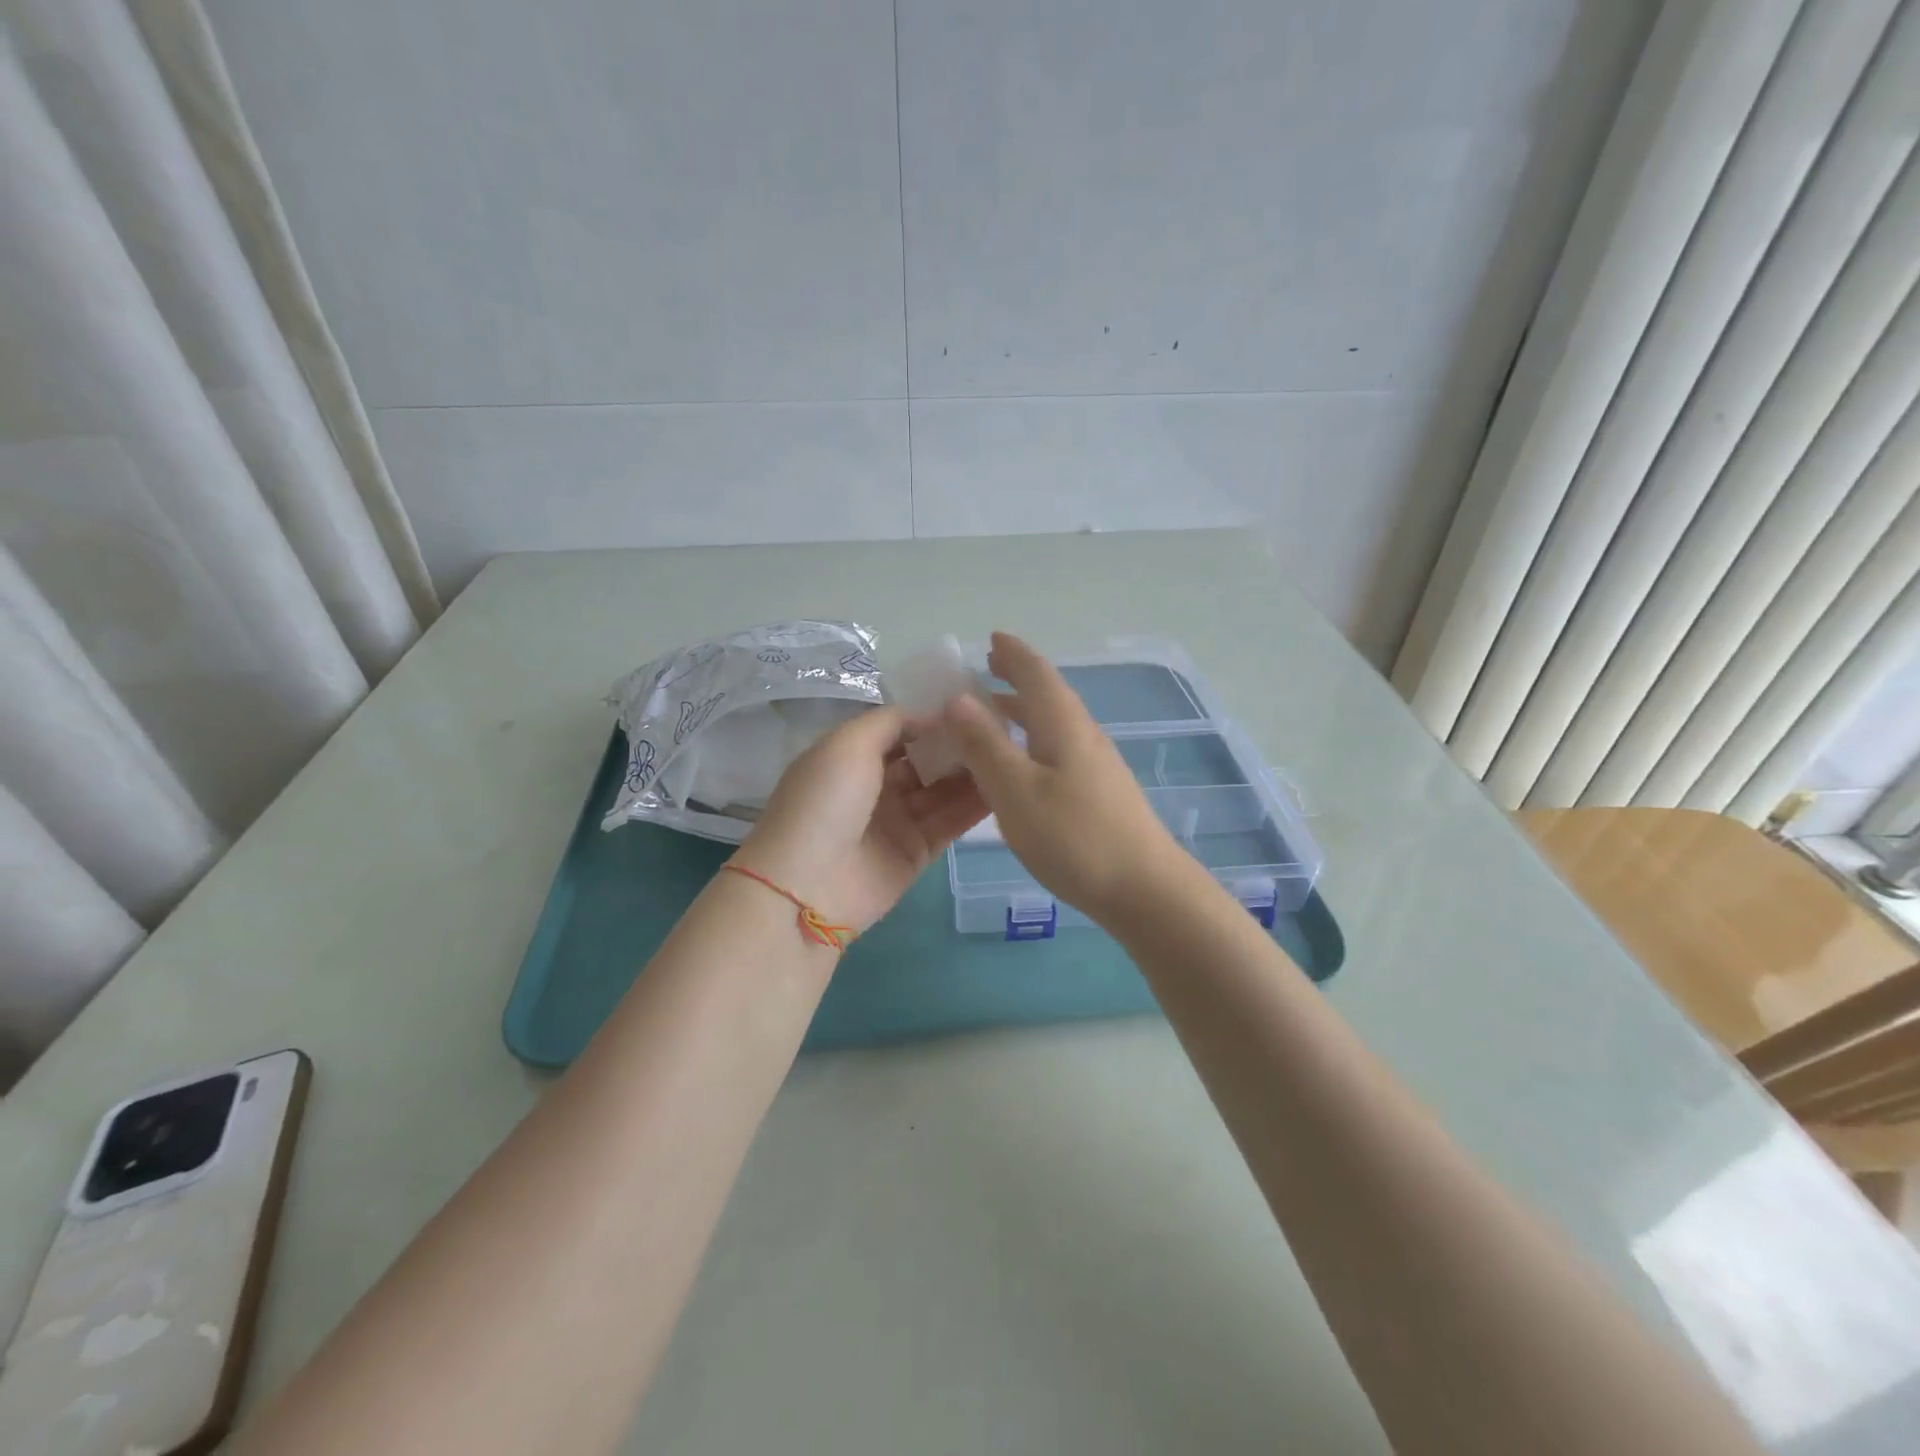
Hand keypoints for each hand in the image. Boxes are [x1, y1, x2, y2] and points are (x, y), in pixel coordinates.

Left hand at [733, 706, 989, 933]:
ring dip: (973, 772)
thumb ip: (893, 721)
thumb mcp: (849, 743)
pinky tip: (1007, 785)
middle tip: (1003, 726)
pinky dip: (975, 806)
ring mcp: (896, 821)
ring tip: (1012, 751)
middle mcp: (874, 786)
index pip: (900, 729)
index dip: (933, 716)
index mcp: (850, 756)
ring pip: (943, 790)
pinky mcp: (916, 853)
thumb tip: (934, 713)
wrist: (808, 886)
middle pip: (925, 759)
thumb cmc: (825, 802)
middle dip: (958, 743)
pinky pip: (950, 823)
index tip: (974, 701)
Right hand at [942, 632, 1183, 925]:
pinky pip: (1058, 748)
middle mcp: (1083, 735)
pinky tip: (1022, 764)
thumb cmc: (1074, 837)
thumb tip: (958, 698)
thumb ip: (985, 745)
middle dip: (1018, 677)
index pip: (1036, 674)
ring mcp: (1096, 765)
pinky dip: (1033, 739)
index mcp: (1063, 724)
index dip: (1013, 654)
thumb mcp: (1016, 790)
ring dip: (1024, 710)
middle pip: (1049, 694)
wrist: (1145, 890)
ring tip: (995, 710)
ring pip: (1054, 723)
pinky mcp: (1100, 792)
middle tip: (988, 667)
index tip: (992, 637)